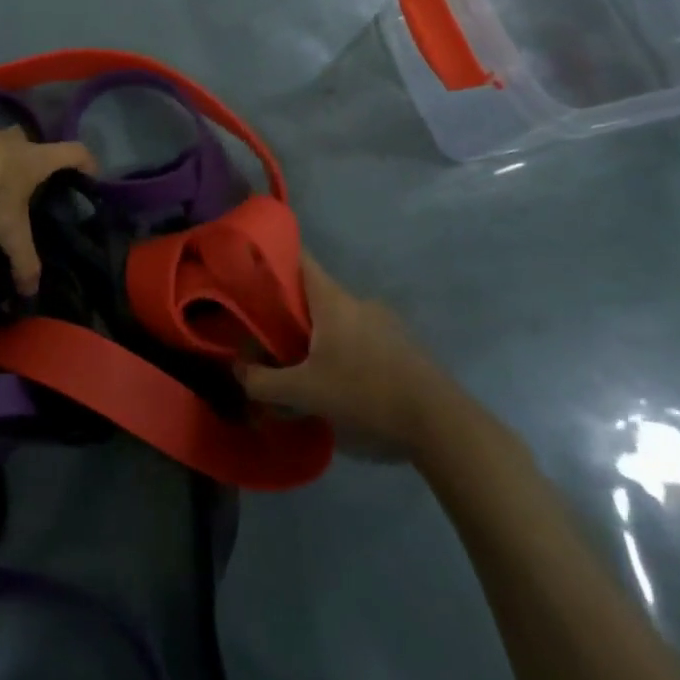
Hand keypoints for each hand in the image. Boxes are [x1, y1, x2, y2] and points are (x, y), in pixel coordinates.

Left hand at [0, 125, 95, 294]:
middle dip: (27, 156)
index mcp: (35, 159)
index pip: (73, 152)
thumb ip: (23, 260)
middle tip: (21, 179)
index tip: (91, 171)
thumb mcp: (10, 233)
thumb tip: (31, 290)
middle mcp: (11, 141)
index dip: (85, 160)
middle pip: (27, 141)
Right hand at [240, 255, 456, 458]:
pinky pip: (360, 338)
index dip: (273, 255)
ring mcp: (385, 323)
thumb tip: (238, 370)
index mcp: (333, 299)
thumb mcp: (305, 393)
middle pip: (314, 294)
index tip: (250, 263)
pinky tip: (338, 382)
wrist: (441, 424)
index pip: (299, 258)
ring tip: (301, 366)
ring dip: (317, 335)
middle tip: (266, 333)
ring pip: (338, 319)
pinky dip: (342, 350)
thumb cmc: (366, 394)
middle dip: (289, 310)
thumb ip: (264, 382)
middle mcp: (359, 302)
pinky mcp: (403, 347)